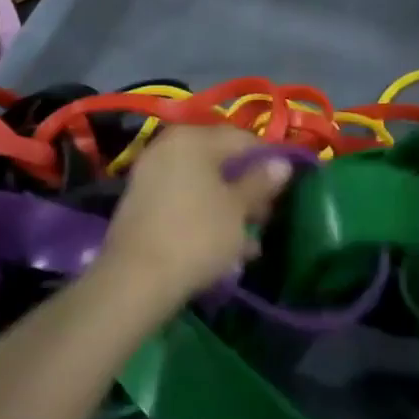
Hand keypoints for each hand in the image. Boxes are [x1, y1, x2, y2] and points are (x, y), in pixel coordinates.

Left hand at [98, 125, 293, 308]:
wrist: (135, 281)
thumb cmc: (196, 235)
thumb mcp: (238, 209)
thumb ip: (261, 182)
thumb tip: (282, 163)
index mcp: (193, 138)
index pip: (242, 138)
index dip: (268, 160)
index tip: (284, 187)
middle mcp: (168, 147)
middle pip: (220, 162)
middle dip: (247, 189)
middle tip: (265, 219)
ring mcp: (150, 175)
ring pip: (202, 186)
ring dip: (228, 210)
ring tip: (248, 245)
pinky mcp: (141, 204)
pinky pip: (182, 202)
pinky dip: (204, 218)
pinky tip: (223, 250)